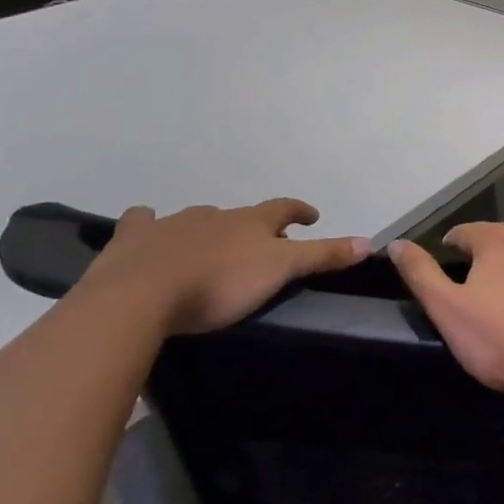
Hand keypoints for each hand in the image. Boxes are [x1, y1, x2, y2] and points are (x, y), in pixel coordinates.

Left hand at [74, 199, 371, 333]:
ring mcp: (172, 224)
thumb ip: (322, 256)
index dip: (300, 211)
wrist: (141, 295)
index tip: (311, 216)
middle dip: (253, 226)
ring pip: (196, 219)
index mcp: (250, 222)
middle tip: (260, 244)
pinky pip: (143, 223)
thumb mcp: (281, 271)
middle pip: (241, 216)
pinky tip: (147, 230)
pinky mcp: (134, 239)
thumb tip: (369, 241)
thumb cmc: (219, 284)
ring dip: (207, 228)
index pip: (284, 208)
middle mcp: (214, 215)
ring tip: (209, 246)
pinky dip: (148, 225)